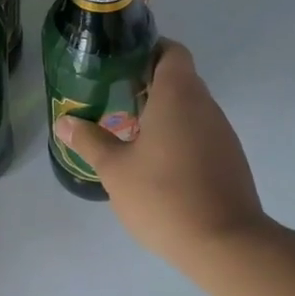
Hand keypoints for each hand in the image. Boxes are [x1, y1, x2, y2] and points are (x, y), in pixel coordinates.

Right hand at [56, 40, 268, 263]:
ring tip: (129, 133)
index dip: (147, 50)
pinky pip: (200, 134)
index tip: (120, 65)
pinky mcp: (229, 160)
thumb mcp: (115, 169)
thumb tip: (65, 122)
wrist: (225, 245)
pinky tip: (156, 164)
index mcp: (178, 95)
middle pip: (179, 79)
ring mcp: (222, 133)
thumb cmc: (164, 196)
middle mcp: (205, 106)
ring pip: (190, 108)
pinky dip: (178, 137)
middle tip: (113, 99)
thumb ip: (89, 141)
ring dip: (163, 113)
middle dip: (147, 84)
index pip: (171, 51)